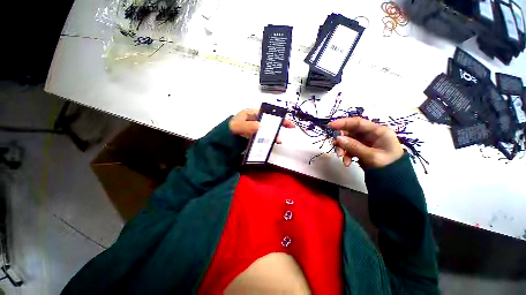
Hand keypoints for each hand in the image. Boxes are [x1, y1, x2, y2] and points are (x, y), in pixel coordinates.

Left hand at [229, 109, 294, 143]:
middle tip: (290, 127)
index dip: (277, 115)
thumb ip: (249, 126)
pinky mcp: (254, 136)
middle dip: (279, 124)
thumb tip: (262, 126)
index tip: (286, 119)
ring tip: (278, 140)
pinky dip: (269, 139)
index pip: (267, 113)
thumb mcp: (237, 126)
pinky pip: (264, 136)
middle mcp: (254, 120)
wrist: (222, 141)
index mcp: (251, 113)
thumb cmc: (229, 130)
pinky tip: (272, 142)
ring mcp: (255, 129)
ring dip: (274, 133)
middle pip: (269, 121)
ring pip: (268, 129)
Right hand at [329, 117, 403, 167]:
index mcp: (378, 131)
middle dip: (341, 139)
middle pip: (350, 131)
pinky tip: (347, 162)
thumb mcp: (371, 156)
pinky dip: (346, 154)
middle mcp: (370, 134)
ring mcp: (365, 141)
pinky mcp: (361, 148)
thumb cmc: (388, 166)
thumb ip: (354, 146)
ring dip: (342, 148)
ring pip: (347, 140)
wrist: (393, 180)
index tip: (330, 125)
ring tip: (341, 157)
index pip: (358, 123)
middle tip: (335, 145)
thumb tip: (338, 138)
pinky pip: (349, 148)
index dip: (343, 122)